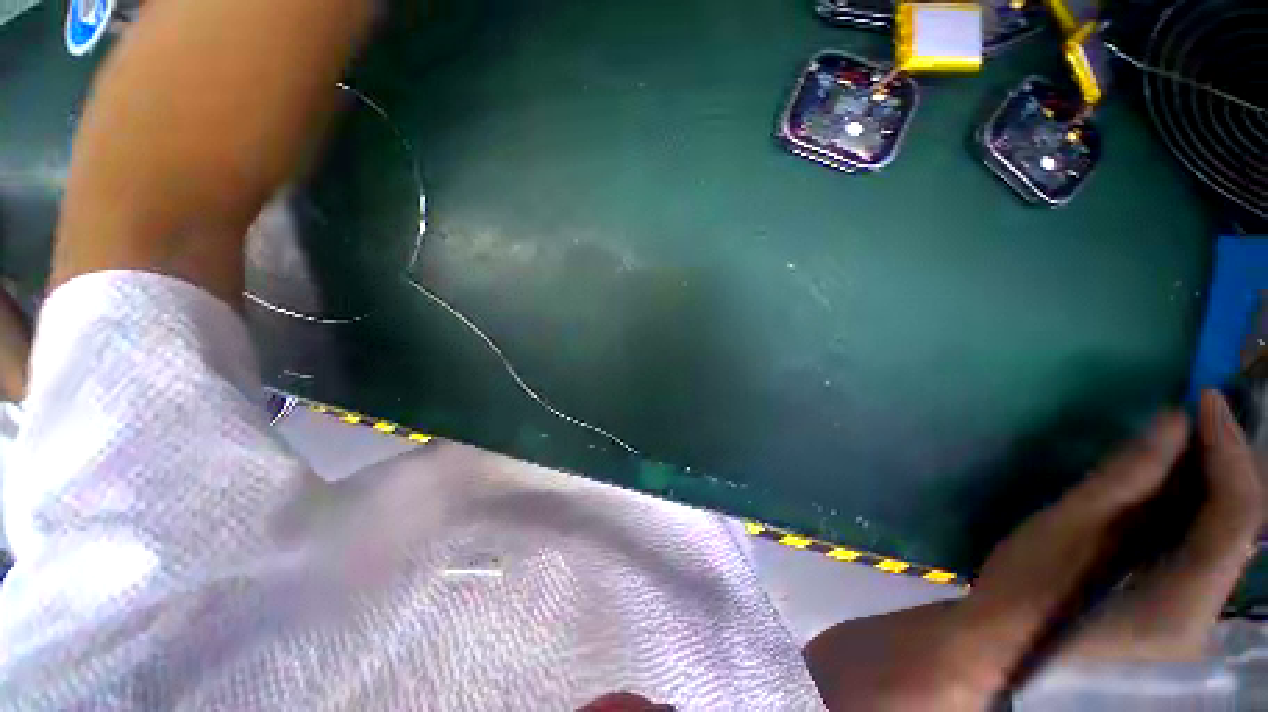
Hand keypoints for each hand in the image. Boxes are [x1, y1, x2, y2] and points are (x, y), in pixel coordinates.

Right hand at [804, 391, 1264, 709]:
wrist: (999, 642)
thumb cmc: (1025, 588)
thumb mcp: (1064, 531)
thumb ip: (1123, 481)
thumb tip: (1172, 421)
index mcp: (1183, 605)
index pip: (1237, 519)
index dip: (1230, 452)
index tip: (1207, 399)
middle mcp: (1204, 616)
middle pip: (1239, 529)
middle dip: (1228, 462)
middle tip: (1203, 411)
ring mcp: (1191, 616)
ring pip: (1225, 538)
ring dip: (1213, 481)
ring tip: (1192, 436)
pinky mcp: (1173, 608)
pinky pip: (1203, 548)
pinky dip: (1195, 506)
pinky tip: (1175, 482)